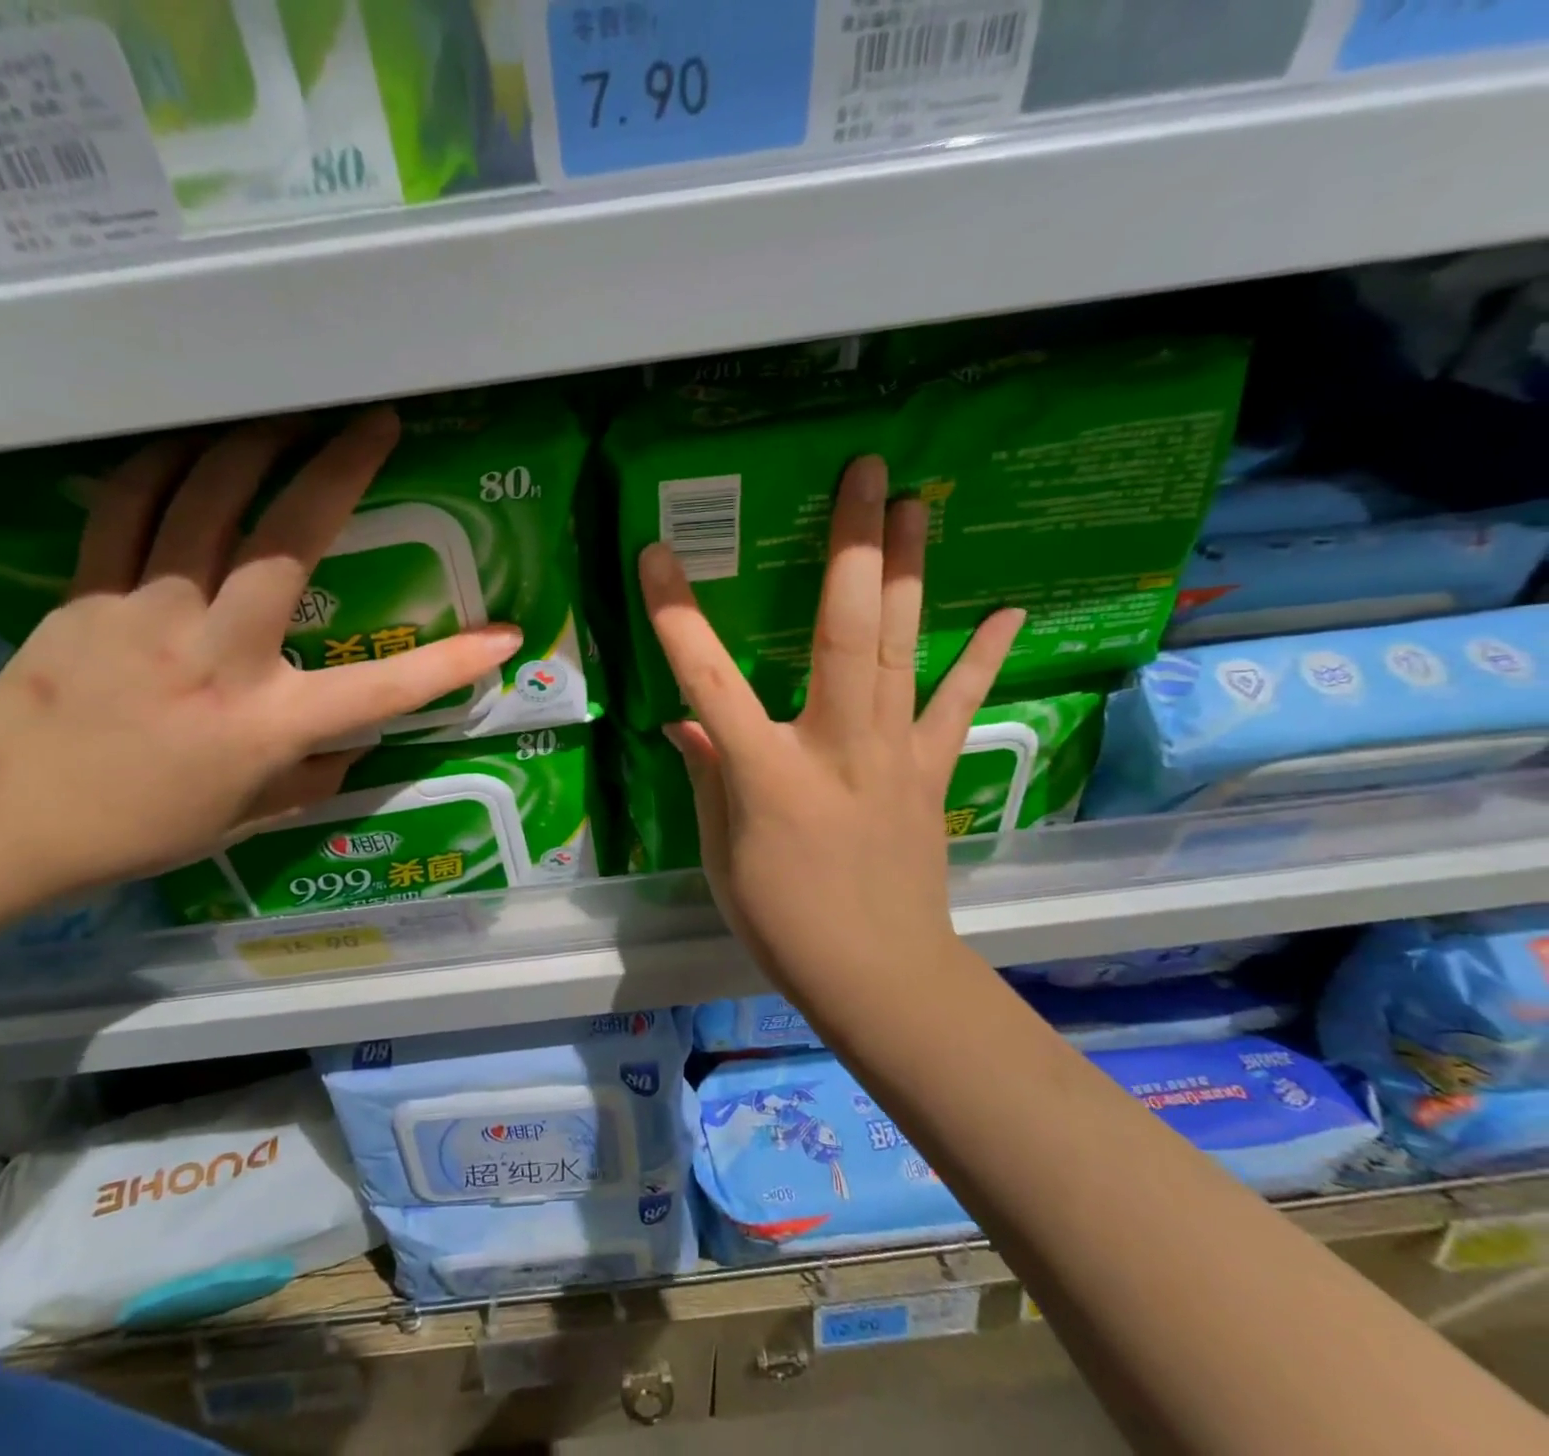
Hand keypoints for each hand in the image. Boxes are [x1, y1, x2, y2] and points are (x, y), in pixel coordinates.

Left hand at [0, 408, 520, 893]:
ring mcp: (146, 613)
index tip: (505, 633)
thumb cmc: (137, 827)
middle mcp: (216, 656)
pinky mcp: (90, 592)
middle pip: (285, 544)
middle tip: (373, 422)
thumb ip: (310, 777)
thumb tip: (352, 747)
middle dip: (337, 471)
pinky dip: (165, 463)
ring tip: (291, 412)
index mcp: (266, 725)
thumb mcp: (246, 818)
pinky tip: (194, 442)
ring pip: (203, 502)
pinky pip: (128, 506)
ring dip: (253, 444)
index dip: (452, 663)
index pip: (380, 691)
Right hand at [639, 455, 1021, 1005]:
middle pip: (845, 631)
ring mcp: (894, 752)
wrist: (878, 974)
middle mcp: (836, 745)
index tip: (657, 554)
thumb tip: (686, 722)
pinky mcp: (931, 769)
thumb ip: (707, 774)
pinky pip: (958, 702)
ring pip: (905, 647)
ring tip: (920, 505)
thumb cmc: (783, 920)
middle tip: (867, 474)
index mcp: (766, 771)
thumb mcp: (720, 851)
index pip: (708, 680)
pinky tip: (1008, 608)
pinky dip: (983, 656)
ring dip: (911, 572)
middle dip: (853, 546)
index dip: (677, 616)